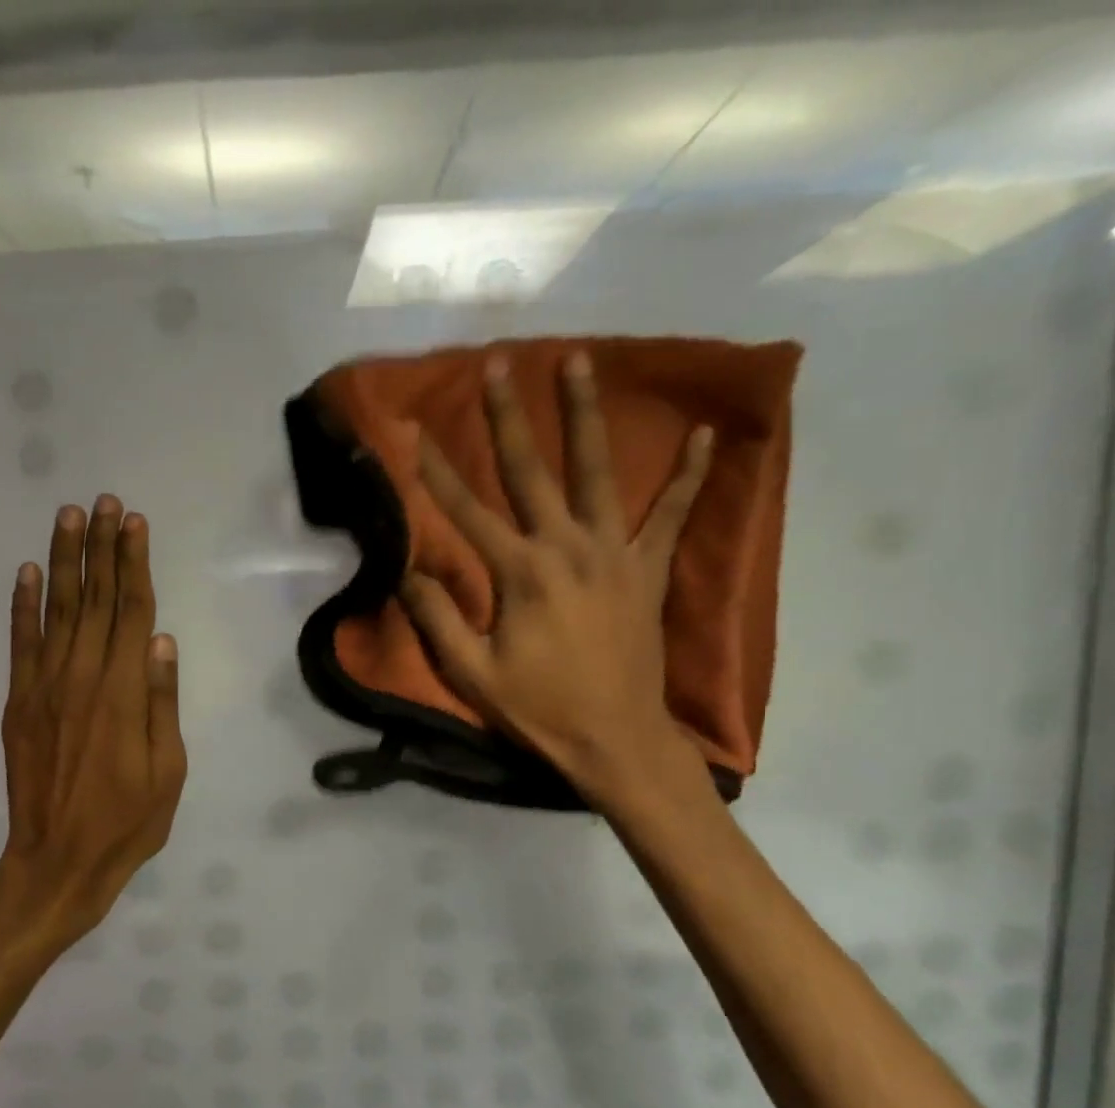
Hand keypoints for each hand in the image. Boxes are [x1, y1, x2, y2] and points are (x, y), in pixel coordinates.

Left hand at [0, 497, 186, 951]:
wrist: (57, 861)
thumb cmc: (126, 823)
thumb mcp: (167, 771)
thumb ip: (161, 702)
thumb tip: (162, 641)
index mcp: (123, 694)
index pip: (131, 613)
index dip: (133, 564)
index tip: (134, 523)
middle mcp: (82, 678)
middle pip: (95, 600)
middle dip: (100, 548)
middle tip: (103, 502)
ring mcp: (43, 688)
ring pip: (57, 611)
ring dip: (64, 561)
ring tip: (69, 517)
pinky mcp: (19, 704)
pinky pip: (20, 644)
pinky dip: (24, 606)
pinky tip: (29, 573)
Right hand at [400, 353, 712, 810]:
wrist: (615, 739)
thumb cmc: (539, 709)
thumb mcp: (471, 673)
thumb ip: (438, 618)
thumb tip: (409, 570)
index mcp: (521, 573)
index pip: (468, 512)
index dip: (437, 473)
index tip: (417, 433)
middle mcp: (567, 547)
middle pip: (532, 472)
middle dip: (509, 417)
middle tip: (500, 364)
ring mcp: (615, 553)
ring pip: (598, 472)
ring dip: (585, 416)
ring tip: (580, 362)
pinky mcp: (647, 569)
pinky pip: (673, 514)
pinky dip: (690, 475)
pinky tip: (706, 435)